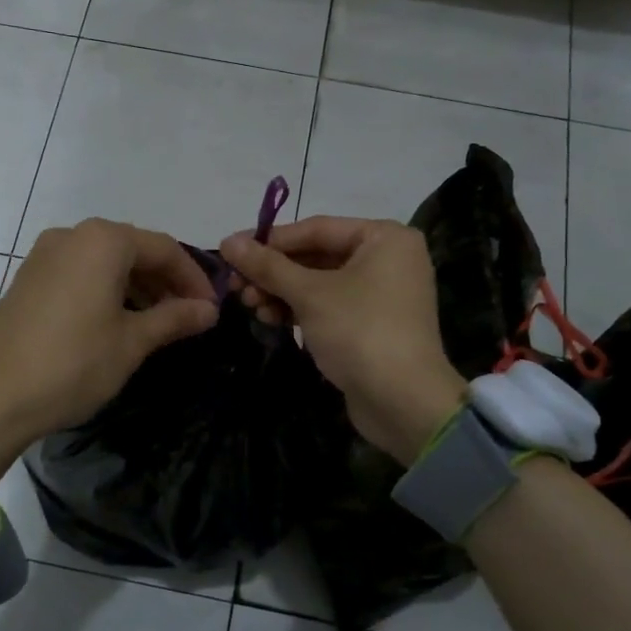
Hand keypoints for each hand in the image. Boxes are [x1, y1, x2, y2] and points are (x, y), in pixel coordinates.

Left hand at [0, 219, 217, 485]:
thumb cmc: (72, 363)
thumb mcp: (132, 342)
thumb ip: (174, 319)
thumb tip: (209, 310)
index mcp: (103, 240)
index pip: (164, 248)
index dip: (194, 278)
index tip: (212, 309)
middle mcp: (72, 235)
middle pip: (133, 249)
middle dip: (166, 281)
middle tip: (189, 317)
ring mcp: (44, 256)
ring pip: (105, 262)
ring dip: (137, 287)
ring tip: (158, 323)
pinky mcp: (28, 279)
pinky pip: (80, 274)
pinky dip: (107, 291)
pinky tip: (118, 322)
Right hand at [221, 217, 465, 464]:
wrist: (403, 402)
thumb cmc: (359, 331)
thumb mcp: (309, 294)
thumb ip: (267, 265)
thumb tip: (227, 241)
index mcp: (383, 237)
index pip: (315, 229)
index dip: (269, 240)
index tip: (229, 250)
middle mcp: (387, 258)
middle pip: (316, 255)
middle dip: (273, 272)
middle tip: (235, 285)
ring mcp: (381, 294)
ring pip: (318, 283)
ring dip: (281, 292)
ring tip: (249, 305)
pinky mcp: (371, 324)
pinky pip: (328, 306)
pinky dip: (299, 310)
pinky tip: (270, 318)